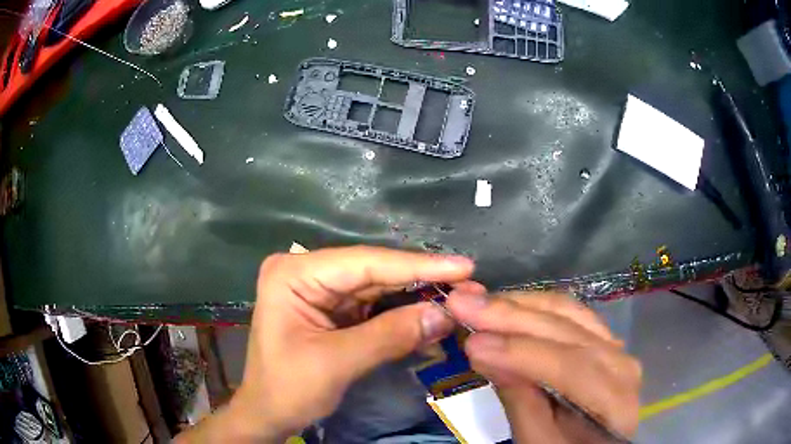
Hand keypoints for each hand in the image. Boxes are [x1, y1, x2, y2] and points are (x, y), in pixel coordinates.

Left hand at [177, 246, 475, 442]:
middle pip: (373, 271)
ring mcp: (319, 290)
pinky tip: (430, 313)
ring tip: (457, 297)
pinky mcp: (331, 309)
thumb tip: (445, 313)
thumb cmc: (288, 389)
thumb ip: (390, 335)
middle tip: (468, 283)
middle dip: (420, 281)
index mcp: (294, 274)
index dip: (417, 265)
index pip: (364, 262)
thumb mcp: (337, 363)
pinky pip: (373, 306)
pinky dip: (401, 313)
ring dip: (415, 296)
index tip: (463, 265)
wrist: (268, 413)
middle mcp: (306, 272)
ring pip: (377, 287)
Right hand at [447, 291, 641, 442]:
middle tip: (461, 303)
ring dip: (519, 304)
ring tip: (477, 300)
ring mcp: (613, 344)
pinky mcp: (599, 336)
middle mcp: (621, 362)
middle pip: (566, 331)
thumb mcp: (538, 441)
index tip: (472, 344)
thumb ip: (519, 400)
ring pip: (567, 313)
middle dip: (512, 316)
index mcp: (615, 399)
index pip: (569, 367)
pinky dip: (534, 306)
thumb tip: (483, 353)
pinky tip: (507, 303)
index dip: (520, 353)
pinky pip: (568, 313)